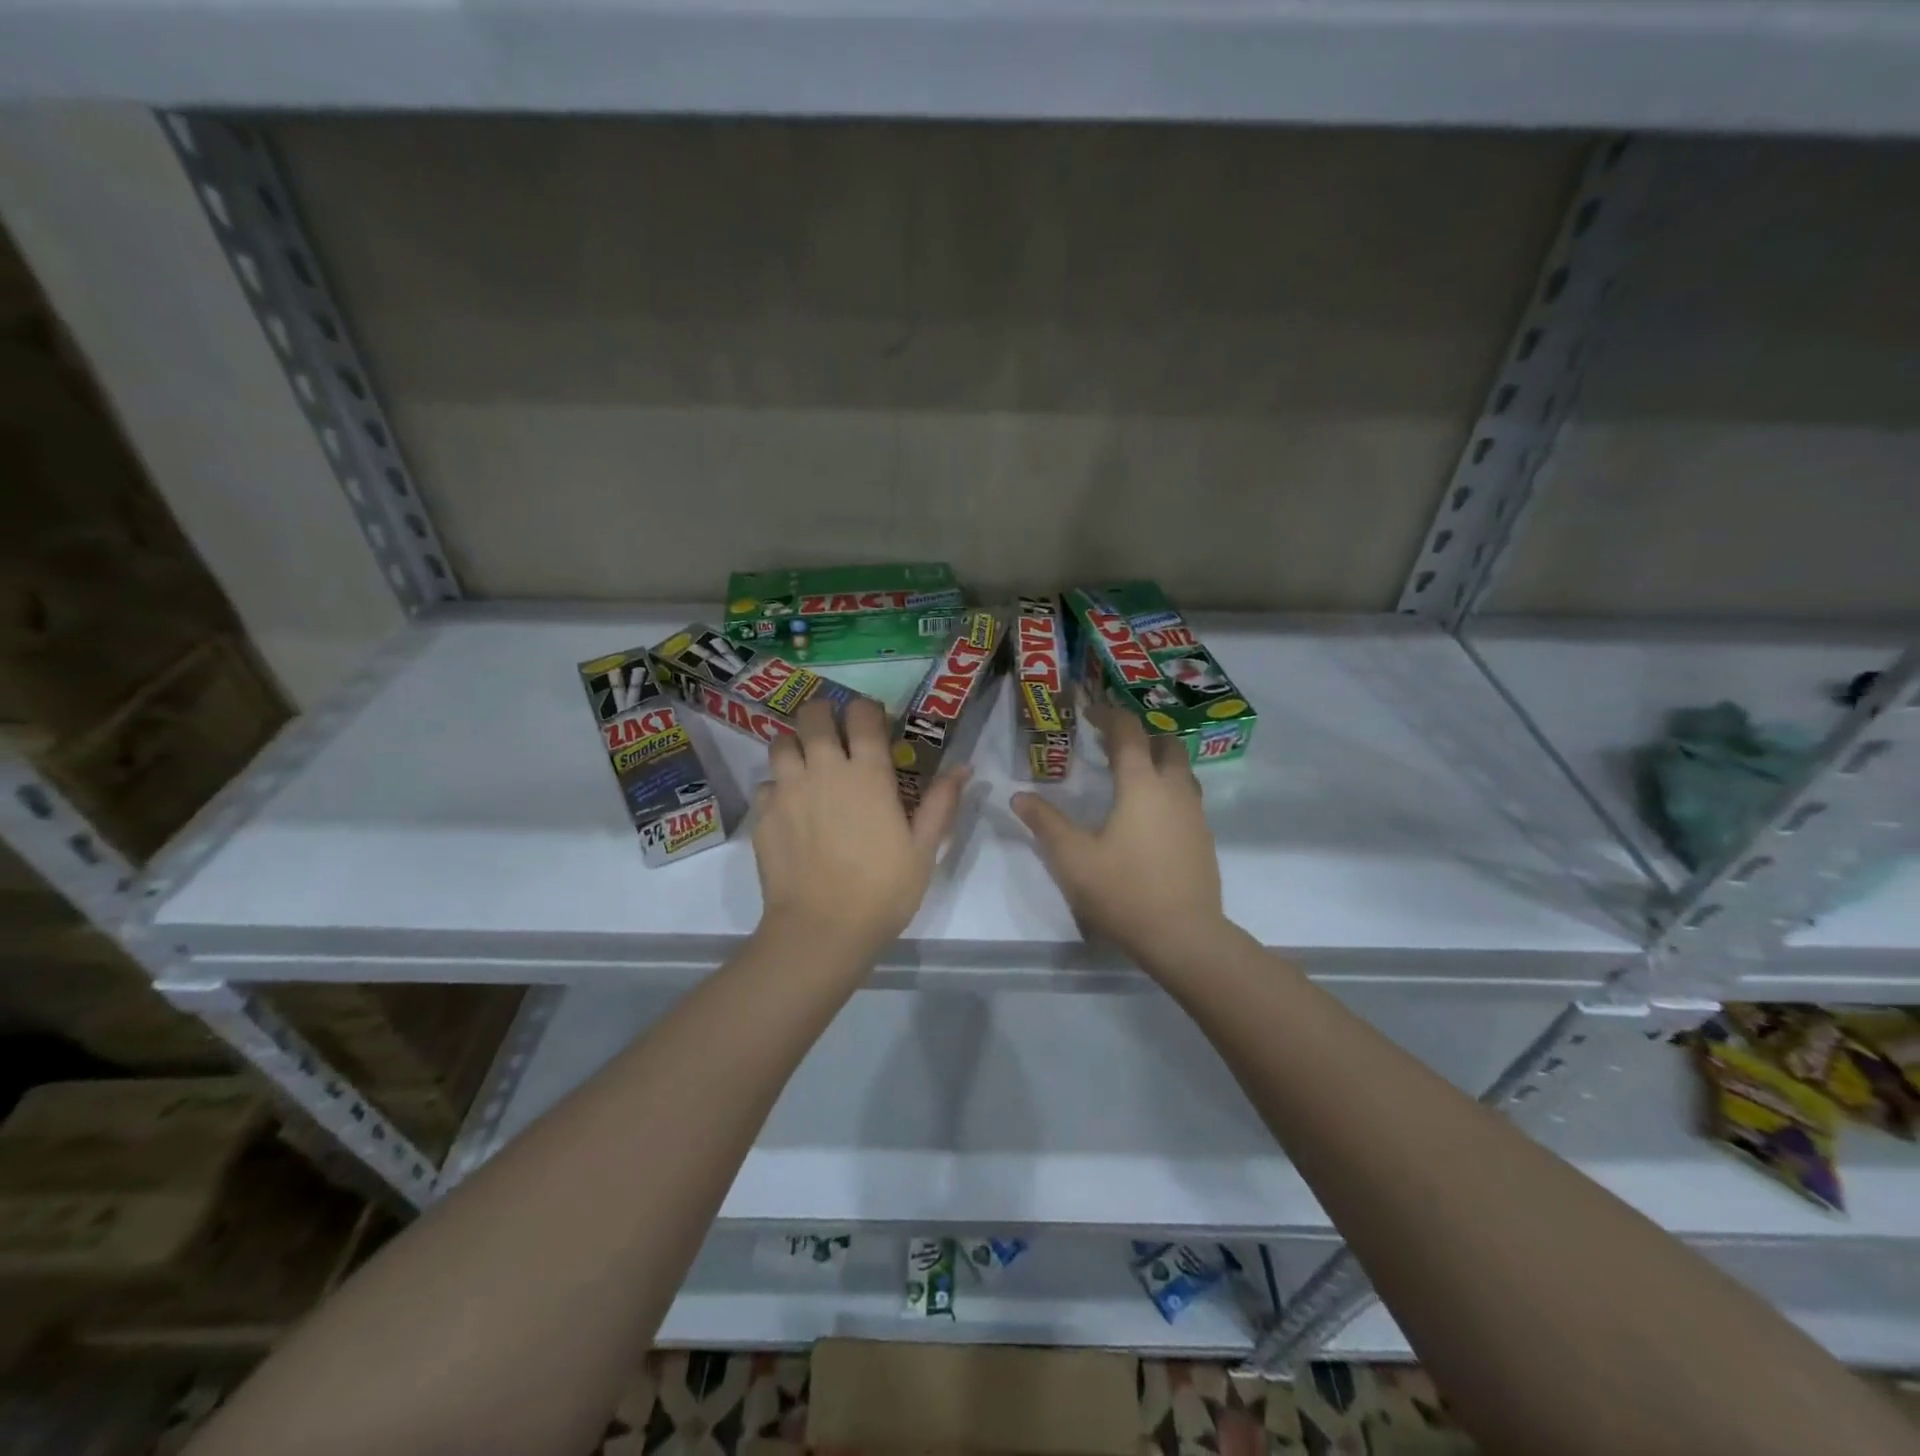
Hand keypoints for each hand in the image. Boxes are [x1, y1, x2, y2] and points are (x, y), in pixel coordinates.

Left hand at [753, 697, 969, 964]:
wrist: (822, 929)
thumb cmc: (883, 890)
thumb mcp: (924, 849)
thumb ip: (941, 802)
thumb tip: (963, 767)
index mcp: (868, 773)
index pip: (862, 716)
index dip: (866, 710)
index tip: (871, 719)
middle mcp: (824, 769)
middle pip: (813, 716)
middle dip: (823, 714)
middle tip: (833, 730)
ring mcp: (788, 790)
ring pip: (781, 743)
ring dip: (795, 745)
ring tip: (806, 763)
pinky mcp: (764, 815)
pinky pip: (766, 784)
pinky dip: (777, 787)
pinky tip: (789, 807)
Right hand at [1011, 704, 1225, 971]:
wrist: (1184, 937)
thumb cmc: (1124, 891)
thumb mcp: (1073, 858)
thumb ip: (1045, 823)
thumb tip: (1019, 796)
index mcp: (1142, 784)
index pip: (1128, 733)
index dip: (1109, 715)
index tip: (1089, 711)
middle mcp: (1174, 790)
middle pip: (1166, 743)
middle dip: (1140, 734)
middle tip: (1111, 744)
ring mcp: (1195, 814)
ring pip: (1181, 770)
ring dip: (1157, 761)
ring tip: (1129, 776)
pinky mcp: (1204, 838)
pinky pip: (1186, 797)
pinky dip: (1167, 788)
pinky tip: (1147, 816)